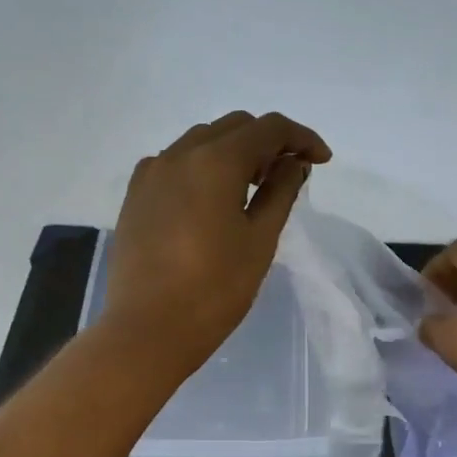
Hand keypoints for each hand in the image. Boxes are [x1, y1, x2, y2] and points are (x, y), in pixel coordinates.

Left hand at [105, 110, 330, 372]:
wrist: (147, 329)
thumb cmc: (214, 289)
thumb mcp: (260, 240)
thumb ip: (280, 192)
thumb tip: (293, 163)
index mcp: (215, 161)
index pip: (268, 128)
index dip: (301, 137)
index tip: (321, 161)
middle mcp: (179, 154)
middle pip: (234, 127)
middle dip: (267, 142)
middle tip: (287, 177)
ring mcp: (151, 172)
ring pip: (202, 141)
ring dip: (234, 152)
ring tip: (252, 188)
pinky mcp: (135, 194)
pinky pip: (175, 162)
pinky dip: (202, 167)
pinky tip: (210, 199)